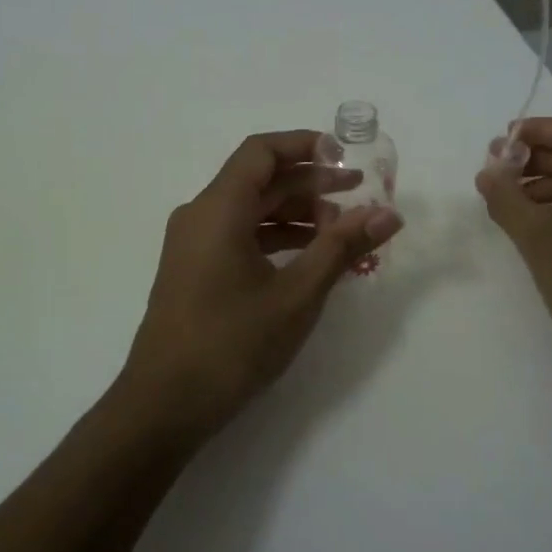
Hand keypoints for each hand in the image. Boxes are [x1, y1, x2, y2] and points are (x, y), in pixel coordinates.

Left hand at [118, 131, 403, 439]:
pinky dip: (276, 240)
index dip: (304, 145)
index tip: (345, 158)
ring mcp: (194, 245)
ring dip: (297, 216)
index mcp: (218, 208)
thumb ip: (341, 248)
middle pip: (259, 181)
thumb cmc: (232, 343)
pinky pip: (240, 237)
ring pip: (251, 211)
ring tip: (343, 234)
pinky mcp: (195, 270)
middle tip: (359, 199)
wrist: (164, 405)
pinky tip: (311, 260)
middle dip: (311, 185)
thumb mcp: (297, 295)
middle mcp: (201, 215)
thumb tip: (388, 214)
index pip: (261, 152)